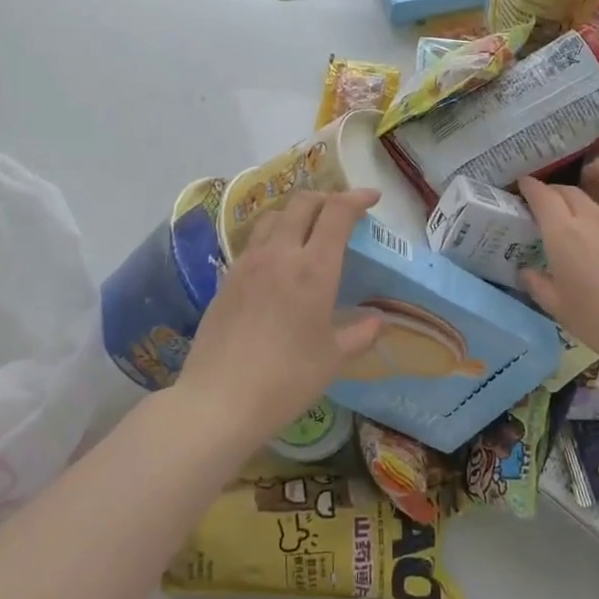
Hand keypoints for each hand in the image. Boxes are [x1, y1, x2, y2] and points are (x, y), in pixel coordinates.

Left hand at [176, 189, 383, 441]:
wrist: (219, 401)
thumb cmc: (287, 380)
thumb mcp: (333, 359)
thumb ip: (359, 334)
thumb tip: (379, 321)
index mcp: (314, 269)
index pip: (337, 213)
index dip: (357, 198)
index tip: (372, 198)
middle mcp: (280, 254)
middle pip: (302, 203)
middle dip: (326, 198)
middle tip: (342, 212)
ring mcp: (248, 264)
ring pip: (273, 217)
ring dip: (296, 213)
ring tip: (308, 230)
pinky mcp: (226, 279)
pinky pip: (254, 242)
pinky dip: (273, 237)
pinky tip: (277, 262)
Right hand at [517, 159, 598, 376]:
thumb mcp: (561, 311)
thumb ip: (539, 287)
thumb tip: (525, 272)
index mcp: (564, 235)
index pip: (543, 198)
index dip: (531, 187)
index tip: (524, 185)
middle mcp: (594, 218)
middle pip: (571, 190)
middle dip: (555, 189)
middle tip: (549, 199)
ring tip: (594, 174)